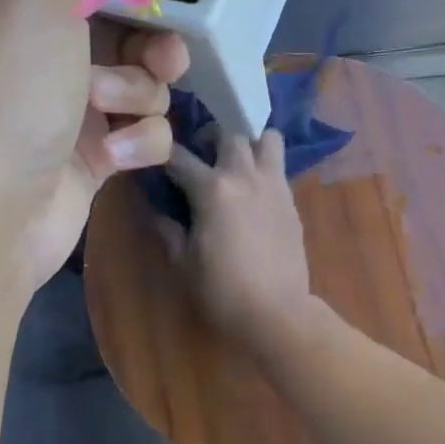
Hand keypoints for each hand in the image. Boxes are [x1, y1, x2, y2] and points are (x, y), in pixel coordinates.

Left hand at [0, 0, 188, 292]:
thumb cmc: (11, 93)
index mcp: (17, 7)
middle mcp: (44, 55)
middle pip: (128, 32)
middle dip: (153, 45)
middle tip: (165, 58)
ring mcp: (71, 109)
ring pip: (144, 84)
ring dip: (138, 96)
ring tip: (107, 114)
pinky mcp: (95, 158)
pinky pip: (144, 134)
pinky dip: (138, 143)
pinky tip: (112, 159)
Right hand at [162, 131, 314, 348]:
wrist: (277, 312)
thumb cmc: (222, 290)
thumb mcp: (182, 263)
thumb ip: (168, 229)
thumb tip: (156, 210)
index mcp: (212, 189)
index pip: (179, 157)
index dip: (162, 155)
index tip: (154, 157)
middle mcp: (245, 176)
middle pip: (230, 131)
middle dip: (211, 134)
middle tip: (201, 151)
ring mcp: (274, 185)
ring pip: (267, 138)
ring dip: (249, 141)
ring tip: (236, 161)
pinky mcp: (291, 200)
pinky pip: (278, 167)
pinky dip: (264, 166)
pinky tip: (253, 189)